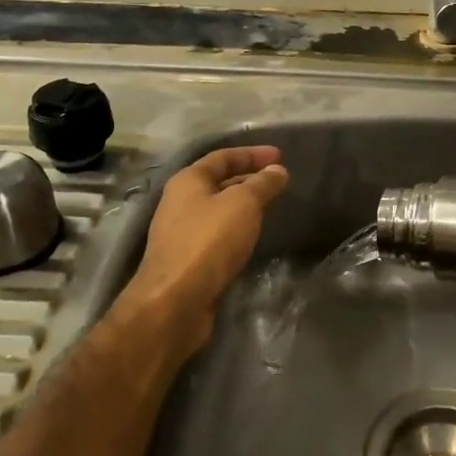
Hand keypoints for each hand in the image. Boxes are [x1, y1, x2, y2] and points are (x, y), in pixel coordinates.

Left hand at [123, 146, 289, 350]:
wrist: (175, 302)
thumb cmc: (209, 242)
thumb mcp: (243, 204)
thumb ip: (262, 184)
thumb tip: (278, 170)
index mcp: (188, 181)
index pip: (223, 157)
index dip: (252, 154)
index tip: (280, 156)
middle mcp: (179, 202)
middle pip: (218, 182)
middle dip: (248, 178)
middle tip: (277, 182)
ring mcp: (180, 233)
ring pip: (217, 210)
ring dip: (242, 206)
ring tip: (269, 208)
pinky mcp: (186, 260)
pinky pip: (216, 235)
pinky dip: (236, 230)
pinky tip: (251, 238)